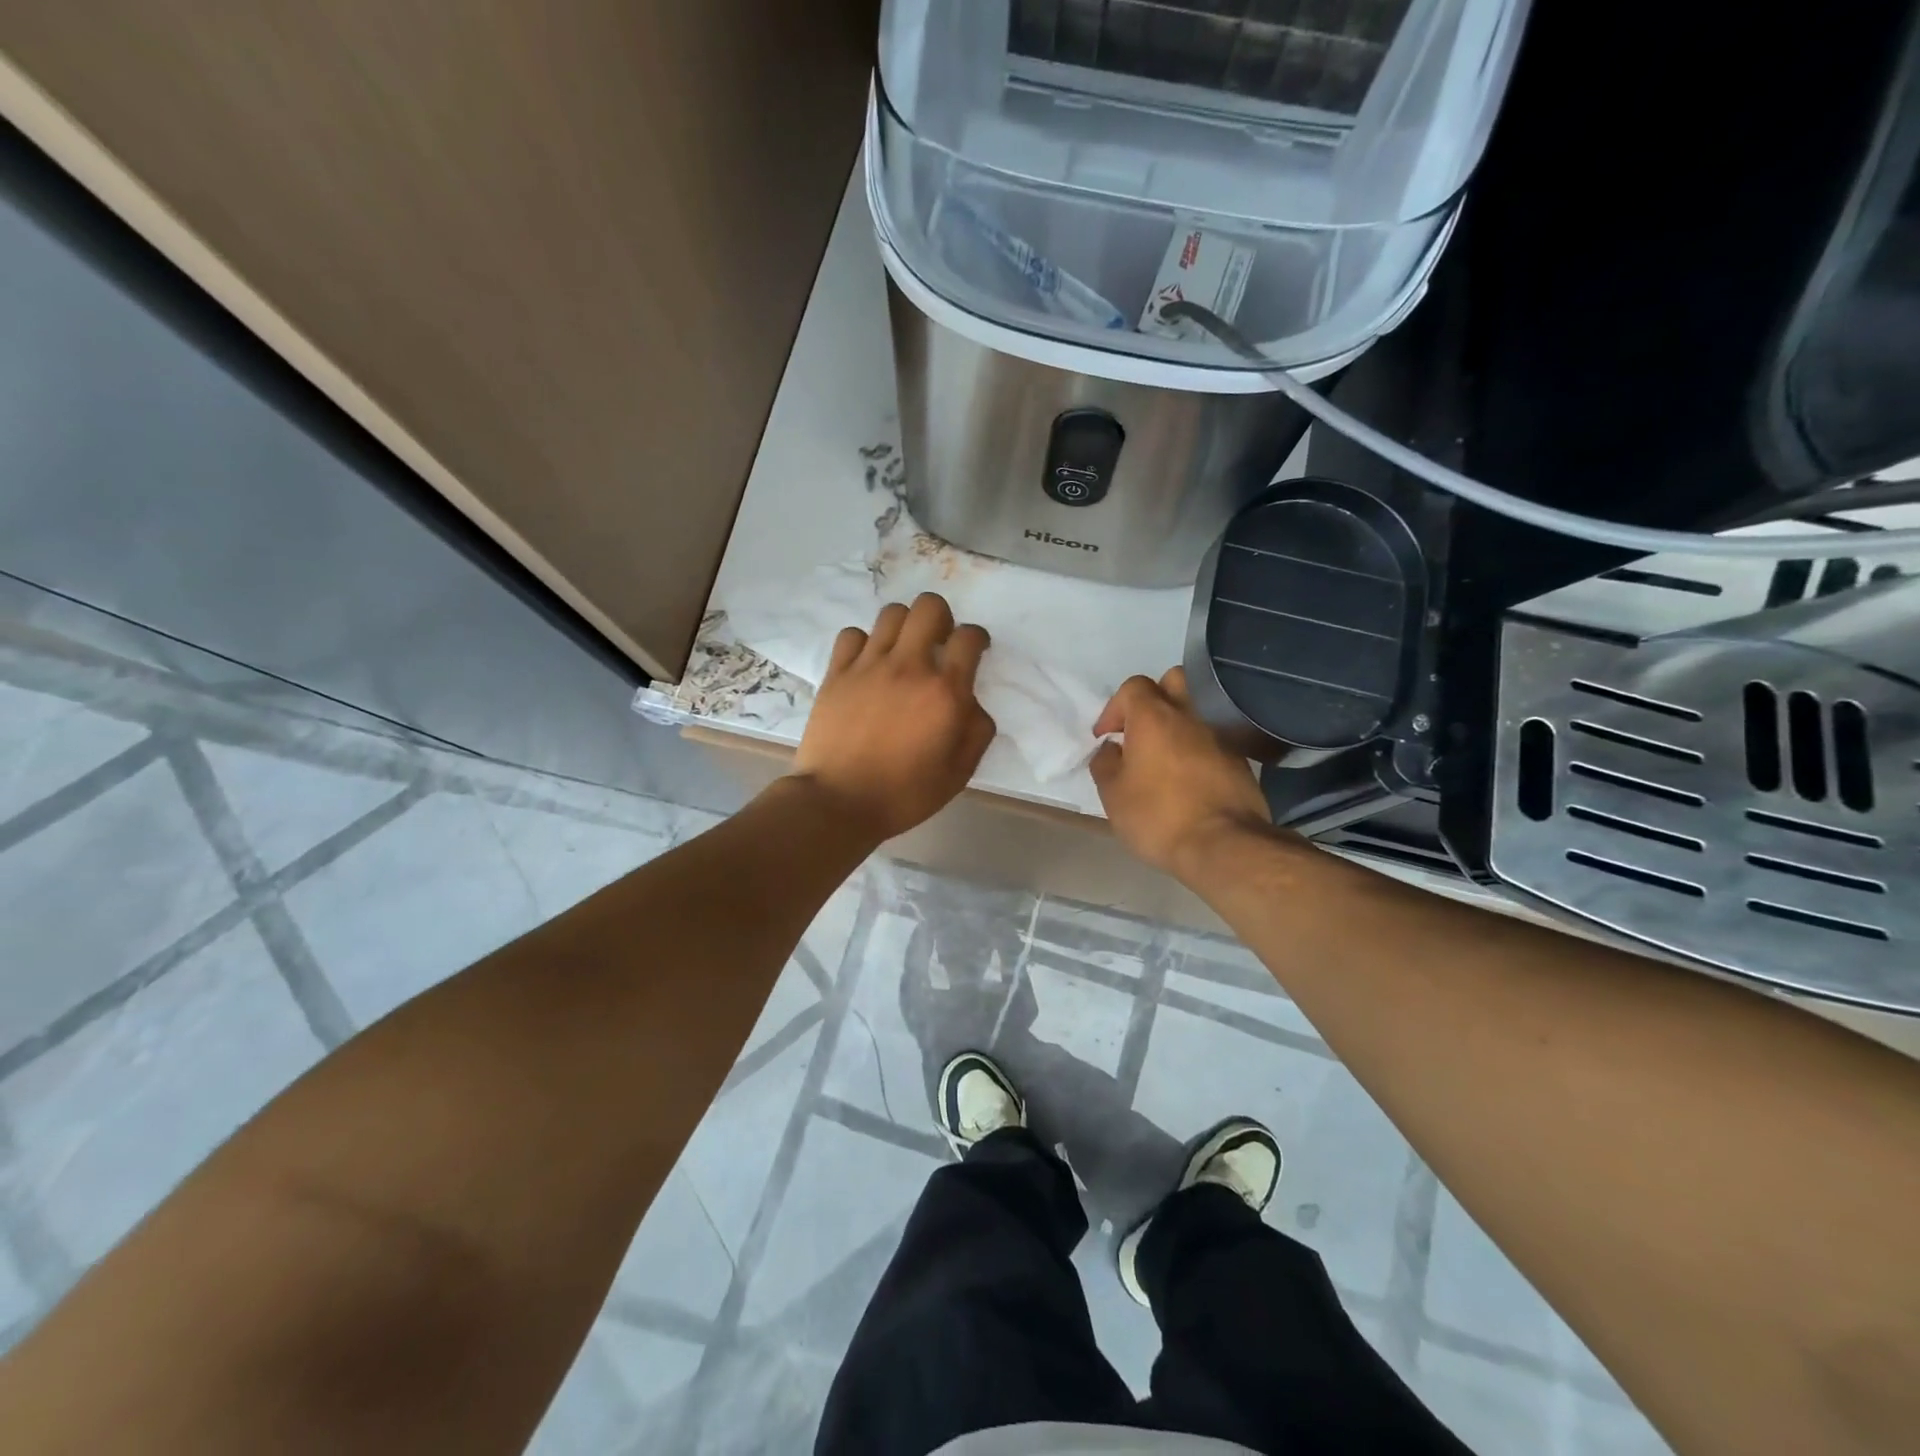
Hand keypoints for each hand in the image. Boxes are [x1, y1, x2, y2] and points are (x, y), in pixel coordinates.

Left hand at [791, 594, 996, 841]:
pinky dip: (864, 642)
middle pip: (929, 607)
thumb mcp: (958, 773)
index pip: (969, 637)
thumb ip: (977, 732)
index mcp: (945, 692)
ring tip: (903, 650)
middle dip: (942, 618)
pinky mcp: (837, 672)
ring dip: (905, 626)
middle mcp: (909, 667)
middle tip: (939, 642)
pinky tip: (868, 663)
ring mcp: (869, 665)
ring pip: (892, 613)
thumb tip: (974, 704)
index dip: (977, 638)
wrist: (839, 802)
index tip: (974, 650)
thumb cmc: (904, 794)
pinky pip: (853, 634)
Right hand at [1090, 668, 1273, 880]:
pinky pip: (1214, 737)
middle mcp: (1190, 714)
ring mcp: (1220, 734)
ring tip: (1166, 754)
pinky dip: (1199, 746)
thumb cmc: (1158, 816)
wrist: (1224, 845)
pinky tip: (1190, 775)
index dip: (1115, 707)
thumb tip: (1110, 748)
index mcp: (1154, 716)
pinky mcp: (1241, 758)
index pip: (1133, 687)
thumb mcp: (1113, 794)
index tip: (1107, 737)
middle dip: (1154, 697)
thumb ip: (1105, 763)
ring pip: (1197, 709)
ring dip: (1179, 723)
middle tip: (1141, 729)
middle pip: (1174, 681)